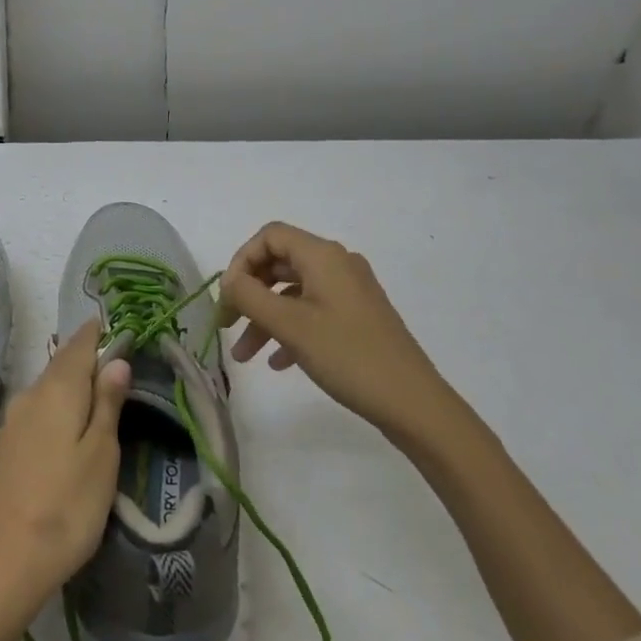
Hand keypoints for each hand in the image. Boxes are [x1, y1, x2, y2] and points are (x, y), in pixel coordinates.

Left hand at [0, 317, 131, 610]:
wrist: (1, 566)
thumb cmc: (66, 507)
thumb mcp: (101, 456)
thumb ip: (108, 404)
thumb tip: (116, 360)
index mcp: (56, 391)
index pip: (79, 346)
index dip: (95, 333)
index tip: (110, 323)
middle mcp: (28, 397)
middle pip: (60, 366)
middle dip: (83, 357)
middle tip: (108, 356)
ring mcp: (10, 425)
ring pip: (45, 390)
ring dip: (68, 385)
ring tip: (92, 391)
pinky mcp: (2, 452)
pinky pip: (35, 413)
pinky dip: (54, 409)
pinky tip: (63, 426)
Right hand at [218, 222, 448, 436]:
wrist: (413, 403)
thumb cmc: (348, 356)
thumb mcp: (290, 325)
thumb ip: (250, 296)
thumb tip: (228, 280)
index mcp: (323, 256)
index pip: (270, 236)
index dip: (241, 260)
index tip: (227, 296)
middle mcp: (337, 264)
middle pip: (280, 262)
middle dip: (250, 293)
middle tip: (228, 324)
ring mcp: (350, 291)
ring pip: (293, 291)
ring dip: (265, 317)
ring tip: (245, 355)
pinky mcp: (358, 317)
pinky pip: (313, 311)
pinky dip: (289, 329)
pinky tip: (278, 361)